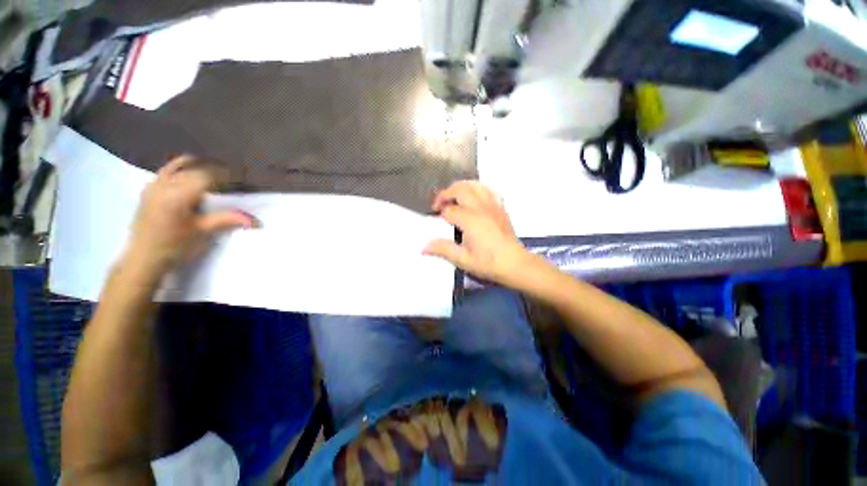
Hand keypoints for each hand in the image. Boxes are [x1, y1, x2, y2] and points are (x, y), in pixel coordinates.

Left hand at [124, 156, 254, 275]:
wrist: (143, 259)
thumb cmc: (174, 247)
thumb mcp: (203, 233)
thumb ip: (228, 220)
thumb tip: (256, 221)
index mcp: (178, 194)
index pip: (207, 176)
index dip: (227, 175)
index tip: (243, 179)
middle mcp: (165, 185)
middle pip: (194, 170)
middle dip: (215, 172)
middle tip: (232, 180)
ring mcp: (154, 186)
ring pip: (179, 167)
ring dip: (198, 167)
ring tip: (213, 174)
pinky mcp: (148, 192)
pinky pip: (167, 171)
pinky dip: (181, 170)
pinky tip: (188, 177)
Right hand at [424, 181, 532, 286]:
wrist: (515, 264)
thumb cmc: (488, 263)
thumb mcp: (463, 259)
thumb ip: (443, 249)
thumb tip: (423, 247)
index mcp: (470, 219)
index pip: (449, 210)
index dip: (440, 214)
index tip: (436, 221)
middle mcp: (480, 207)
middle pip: (460, 189)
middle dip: (446, 194)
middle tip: (439, 205)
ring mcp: (492, 205)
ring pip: (474, 185)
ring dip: (460, 187)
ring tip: (453, 197)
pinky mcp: (500, 207)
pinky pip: (488, 190)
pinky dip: (477, 189)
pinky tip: (473, 197)